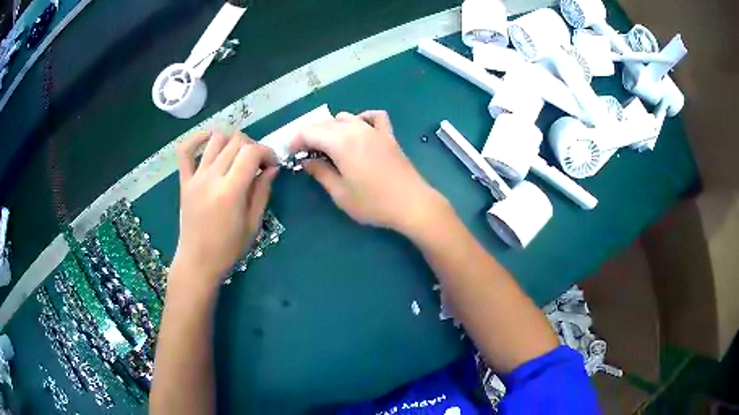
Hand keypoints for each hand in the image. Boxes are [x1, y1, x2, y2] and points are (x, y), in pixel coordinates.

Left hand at [171, 130, 278, 287]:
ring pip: (216, 139)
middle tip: (258, 165)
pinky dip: (197, 138)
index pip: (251, 152)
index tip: (273, 165)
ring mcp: (195, 177)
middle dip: (253, 147)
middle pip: (236, 142)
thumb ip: (262, 192)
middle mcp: (211, 177)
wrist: (197, 262)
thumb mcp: (253, 224)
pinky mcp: (184, 180)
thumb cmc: (228, 249)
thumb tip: (272, 168)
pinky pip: (185, 150)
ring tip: (238, 156)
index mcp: (230, 191)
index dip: (267, 152)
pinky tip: (209, 139)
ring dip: (232, 141)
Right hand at [291, 110, 448, 235]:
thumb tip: (306, 160)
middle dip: (310, 135)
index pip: (309, 132)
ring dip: (332, 128)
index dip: (296, 141)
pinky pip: (373, 117)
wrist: (411, 204)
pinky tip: (359, 131)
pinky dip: (362, 119)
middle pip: (325, 123)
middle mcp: (356, 129)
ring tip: (329, 146)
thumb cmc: (373, 203)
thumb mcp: (340, 193)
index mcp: (340, 142)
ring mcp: (374, 130)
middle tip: (306, 154)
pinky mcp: (388, 135)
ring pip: (345, 117)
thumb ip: (320, 172)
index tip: (291, 154)